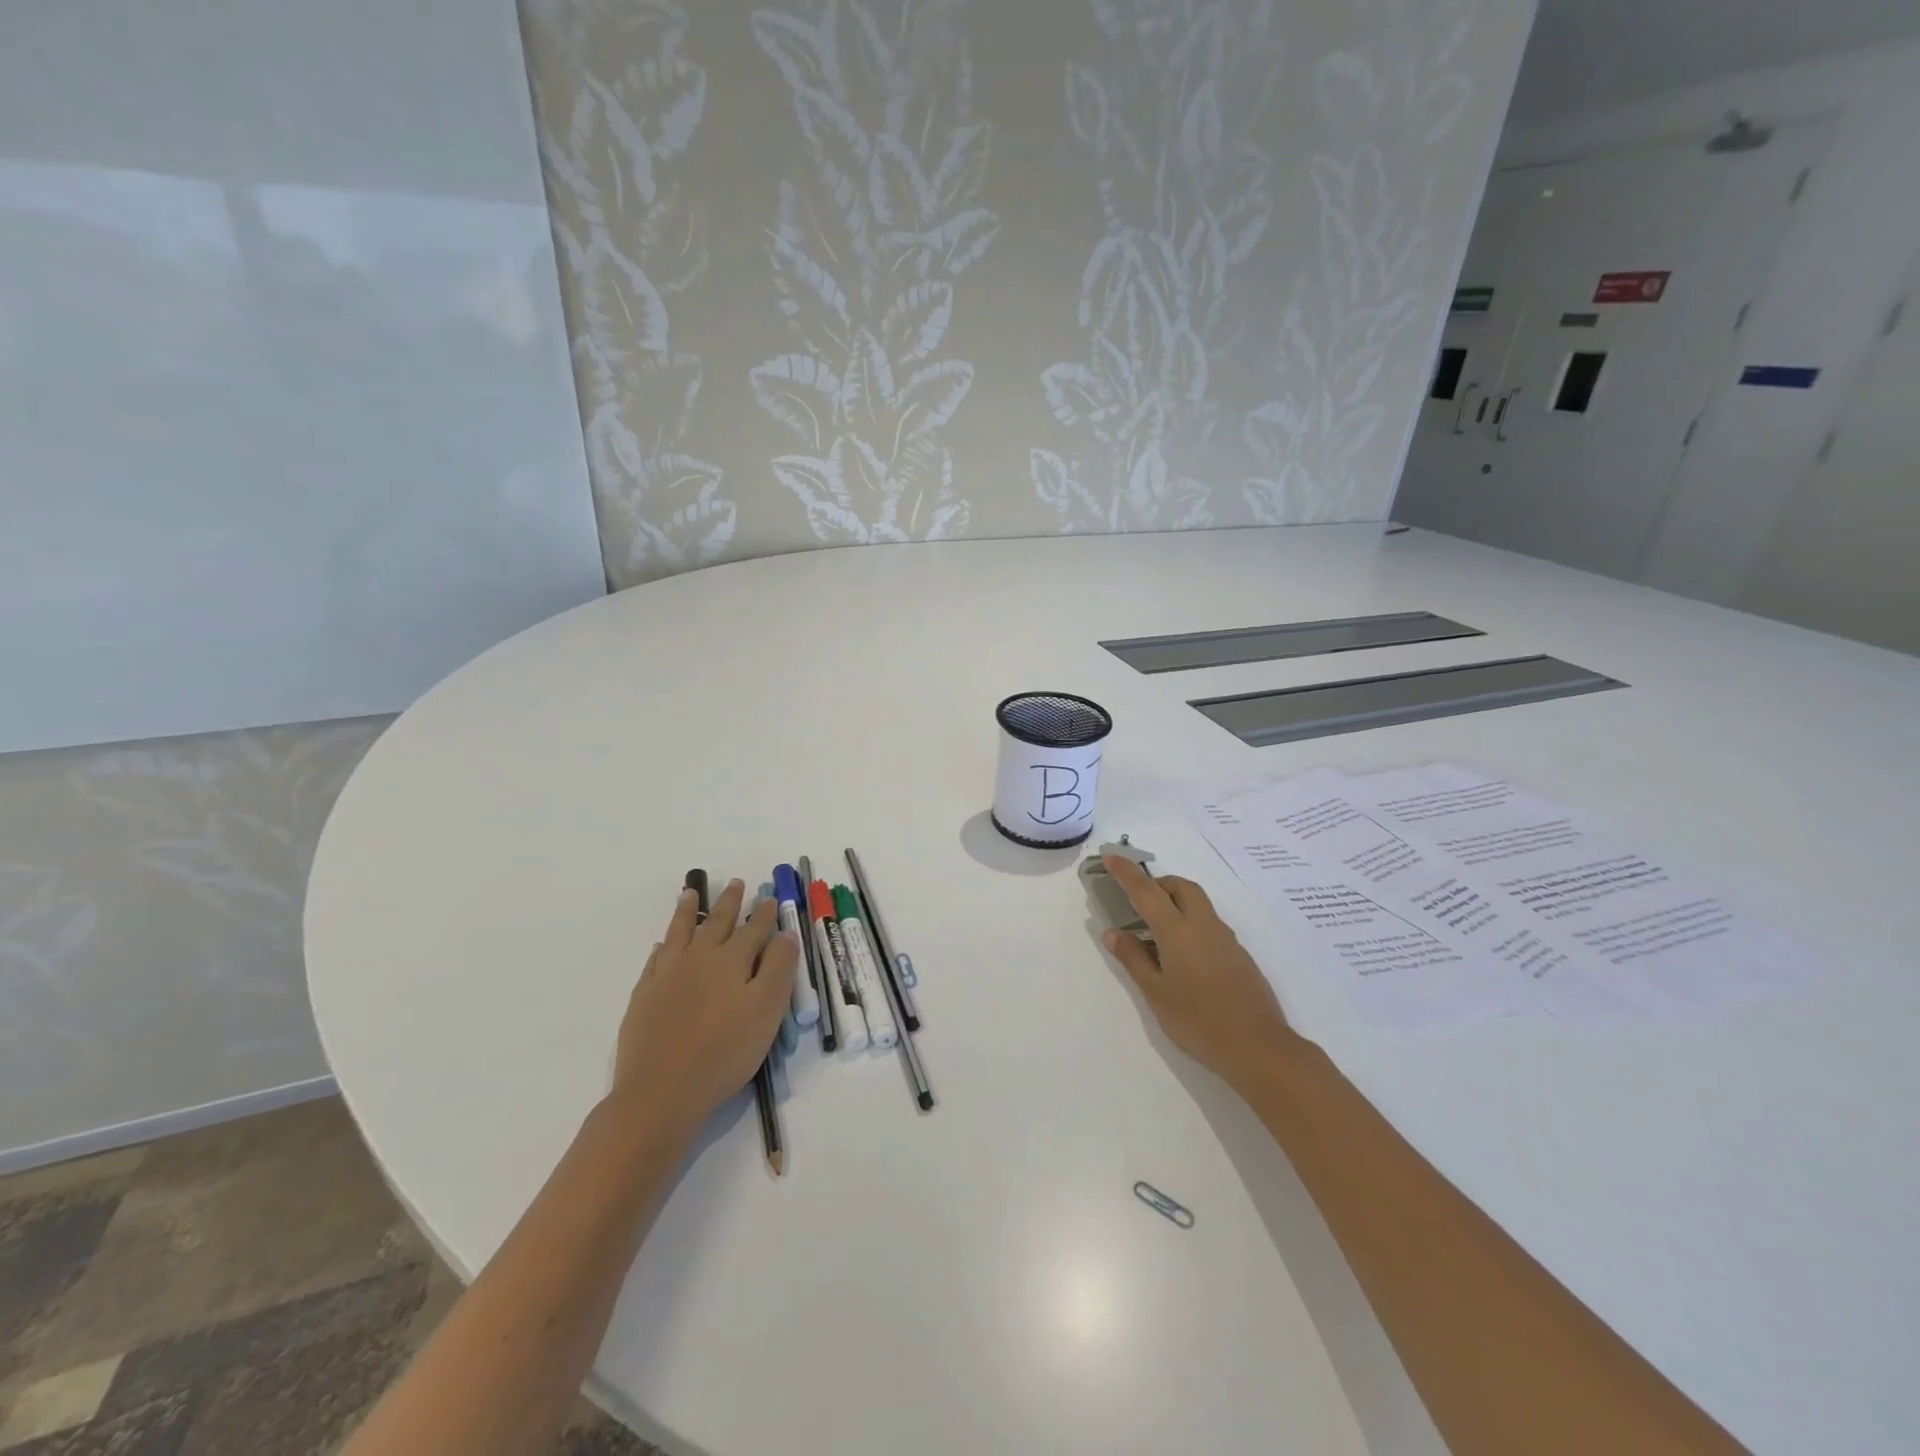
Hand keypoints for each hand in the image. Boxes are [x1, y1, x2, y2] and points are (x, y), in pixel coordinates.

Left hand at [611, 877, 797, 1128]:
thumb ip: (779, 968)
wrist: (661, 1089)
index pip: (753, 929)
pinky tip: (662, 944)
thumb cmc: (725, 1051)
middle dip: (729, 902)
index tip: (769, 897)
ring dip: (688, 911)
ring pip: (680, 932)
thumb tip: (785, 934)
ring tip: (691, 893)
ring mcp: (668, 974)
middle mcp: (700, 958)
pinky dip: (663, 946)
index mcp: (732, 960)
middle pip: (717, 922)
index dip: (763, 913)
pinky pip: (656, 959)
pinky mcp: (645, 995)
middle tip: (736, 883)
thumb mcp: (767, 1009)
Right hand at [1101, 855, 1302, 1092]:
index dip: (1126, 872)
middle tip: (1139, 902)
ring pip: (1198, 905)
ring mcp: (1226, 940)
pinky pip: (1210, 926)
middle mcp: (1204, 926)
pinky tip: (1183, 958)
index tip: (1111, 857)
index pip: (1146, 891)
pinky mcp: (1239, 956)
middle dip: (1159, 884)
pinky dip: (1191, 925)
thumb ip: (1133, 959)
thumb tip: (1113, 933)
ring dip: (1176, 904)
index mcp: (1178, 931)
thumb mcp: (1156, 993)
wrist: (1258, 1048)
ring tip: (1157, 935)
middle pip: (1181, 887)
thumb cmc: (1198, 1021)